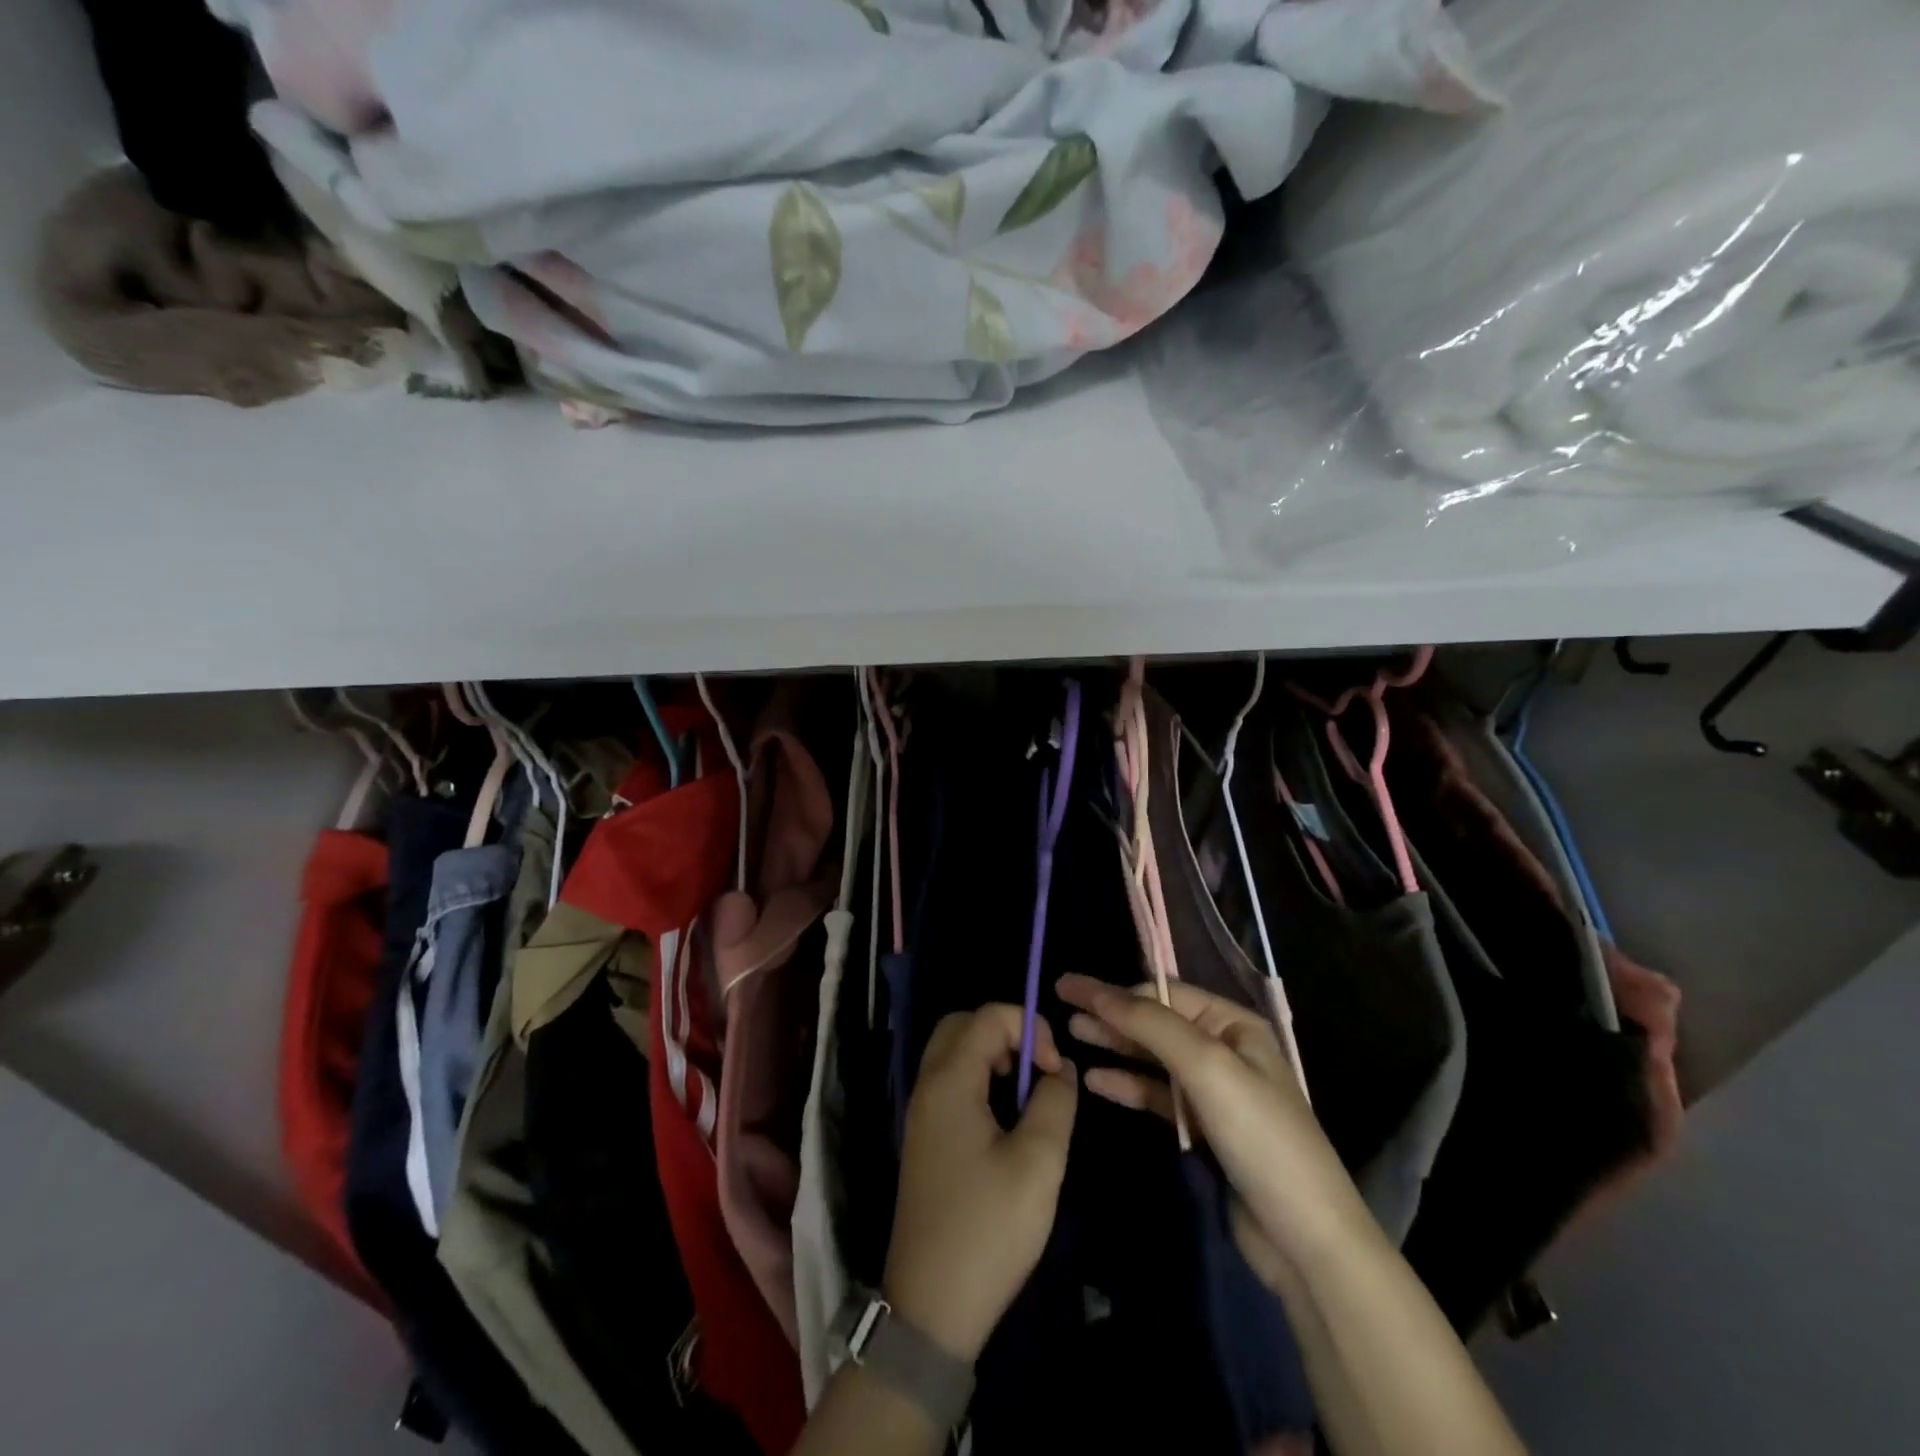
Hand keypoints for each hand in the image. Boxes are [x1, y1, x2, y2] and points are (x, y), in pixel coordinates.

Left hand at [883, 1005, 1078, 1363]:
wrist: (930, 1308)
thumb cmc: (988, 1229)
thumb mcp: (1038, 1163)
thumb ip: (1055, 1102)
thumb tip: (1060, 1068)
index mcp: (949, 1081)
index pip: (988, 1016)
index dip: (1029, 1028)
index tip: (1054, 1072)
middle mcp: (927, 1086)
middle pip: (963, 1026)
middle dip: (1007, 1034)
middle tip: (1038, 1073)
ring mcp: (922, 1114)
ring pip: (955, 1054)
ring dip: (994, 1058)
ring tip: (1028, 1098)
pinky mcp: (925, 1139)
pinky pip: (951, 1084)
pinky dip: (981, 1081)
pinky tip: (1007, 1123)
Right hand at [1057, 974, 1372, 1276]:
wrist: (1305, 1239)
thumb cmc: (1260, 1137)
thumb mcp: (1206, 1067)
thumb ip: (1151, 1024)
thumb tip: (1098, 991)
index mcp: (1233, 1024)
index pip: (1163, 993)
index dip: (1114, 989)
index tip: (1068, 987)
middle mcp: (1223, 1049)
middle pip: (1155, 1022)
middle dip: (1110, 1015)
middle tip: (1060, 1010)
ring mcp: (1213, 1091)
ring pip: (1152, 1058)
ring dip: (1114, 1047)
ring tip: (1070, 1038)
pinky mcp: (1203, 1130)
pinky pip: (1157, 1095)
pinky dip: (1128, 1085)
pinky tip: (1096, 1082)